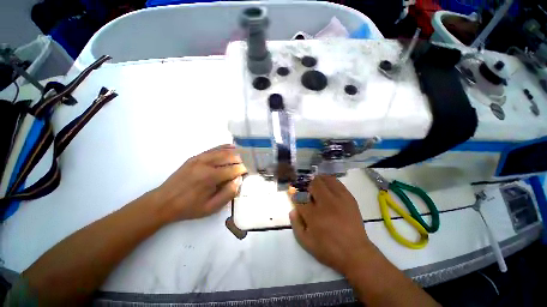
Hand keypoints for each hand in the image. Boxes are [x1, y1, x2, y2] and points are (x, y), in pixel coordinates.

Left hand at [152, 144, 246, 221]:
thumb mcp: (211, 207)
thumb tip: (239, 179)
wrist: (163, 202)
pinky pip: (213, 149)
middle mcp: (206, 164)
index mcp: (210, 177)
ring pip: (222, 151)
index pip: (234, 169)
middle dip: (242, 159)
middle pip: (229, 156)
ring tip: (245, 153)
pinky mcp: (195, 157)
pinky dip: (224, 147)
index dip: (244, 169)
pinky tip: (231, 146)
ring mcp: (200, 158)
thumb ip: (228, 193)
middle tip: (250, 162)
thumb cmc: (189, 207)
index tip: (250, 171)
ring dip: (235, 151)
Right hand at [289, 175, 373, 274]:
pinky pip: (337, 182)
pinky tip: (328, 187)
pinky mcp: (349, 198)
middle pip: (313, 184)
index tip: (294, 194)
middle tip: (307, 191)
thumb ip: (296, 224)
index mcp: (313, 215)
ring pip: (325, 180)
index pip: (299, 197)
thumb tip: (293, 209)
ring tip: (317, 186)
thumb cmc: (329, 249)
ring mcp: (338, 199)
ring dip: (318, 181)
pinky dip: (329, 181)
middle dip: (307, 185)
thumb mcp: (306, 242)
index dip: (295, 194)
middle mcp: (325, 203)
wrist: (356, 253)